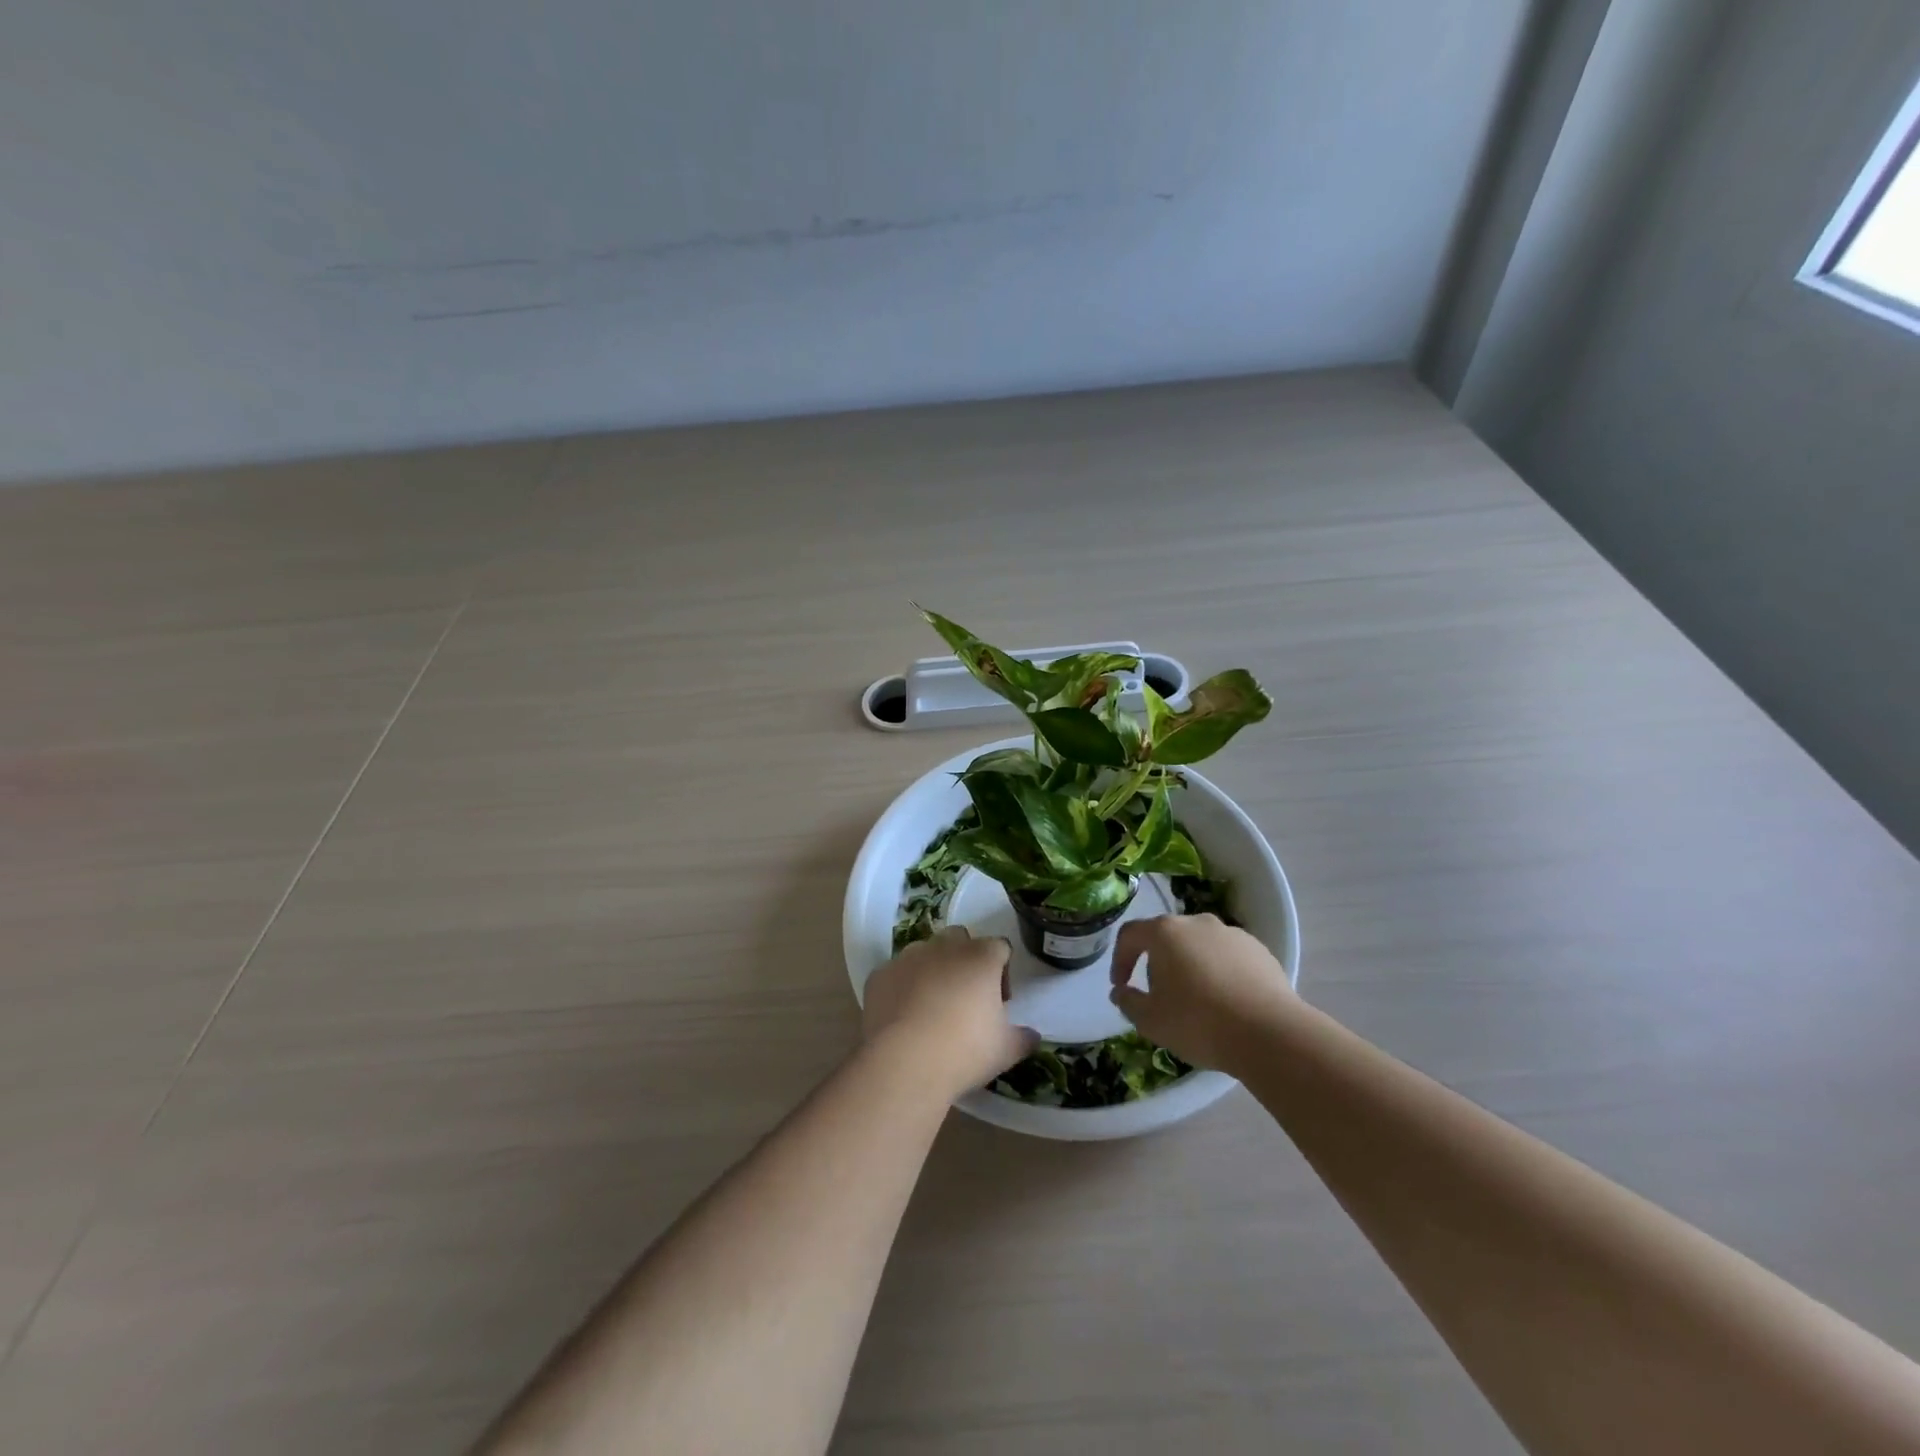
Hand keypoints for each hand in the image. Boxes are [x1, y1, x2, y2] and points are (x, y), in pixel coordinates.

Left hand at [862, 928, 1039, 1099]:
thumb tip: (1032, 1036)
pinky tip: (903, 1016)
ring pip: (925, 951)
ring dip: (933, 969)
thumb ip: (1023, 1038)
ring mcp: (908, 957)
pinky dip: (902, 987)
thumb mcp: (1005, 1050)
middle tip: (967, 996)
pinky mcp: (880, 974)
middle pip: (960, 938)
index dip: (1003, 971)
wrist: (904, 1062)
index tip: (1000, 1001)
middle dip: (966, 959)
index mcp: (981, 957)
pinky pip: (896, 973)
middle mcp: (944, 947)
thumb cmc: (964, 1050)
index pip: (1000, 947)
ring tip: (932, 1006)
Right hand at [1109, 914, 1293, 1070]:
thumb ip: (1128, 1002)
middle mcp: (1197, 922)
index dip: (1120, 960)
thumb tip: (1121, 992)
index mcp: (1165, 932)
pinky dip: (1220, 974)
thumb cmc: (1198, 1022)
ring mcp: (1231, 934)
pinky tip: (1227, 1003)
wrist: (1270, 1034)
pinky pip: (1228, 958)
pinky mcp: (1260, 951)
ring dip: (1191, 967)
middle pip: (1167, 938)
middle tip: (1160, 996)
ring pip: (1200, 946)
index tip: (1121, 986)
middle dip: (1158, 963)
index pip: (1130, 935)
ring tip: (1197, 1002)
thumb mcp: (1150, 1021)